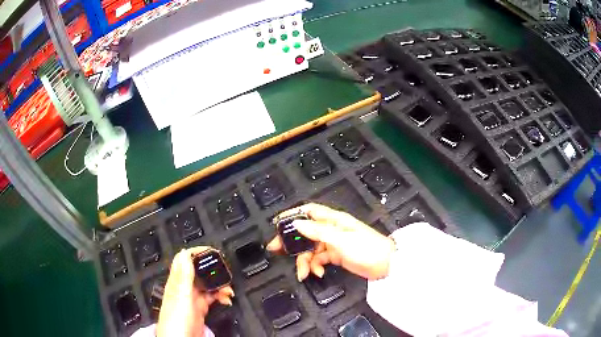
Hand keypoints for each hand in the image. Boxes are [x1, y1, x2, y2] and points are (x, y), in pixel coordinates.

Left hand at [157, 247, 234, 336]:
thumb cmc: (177, 319)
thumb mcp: (181, 296)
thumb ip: (183, 276)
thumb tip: (184, 252)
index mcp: (177, 282)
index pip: (184, 260)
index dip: (197, 253)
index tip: (212, 251)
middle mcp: (184, 288)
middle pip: (198, 272)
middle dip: (212, 270)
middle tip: (225, 272)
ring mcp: (192, 299)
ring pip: (206, 285)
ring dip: (219, 284)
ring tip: (229, 289)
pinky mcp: (200, 309)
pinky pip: (211, 298)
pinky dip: (220, 296)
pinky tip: (226, 299)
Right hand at [267, 203, 395, 280]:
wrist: (386, 265)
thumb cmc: (366, 248)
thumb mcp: (341, 240)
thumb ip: (318, 231)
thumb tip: (297, 223)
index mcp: (333, 220)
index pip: (309, 211)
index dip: (292, 215)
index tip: (277, 224)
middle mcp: (331, 229)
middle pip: (305, 231)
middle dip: (292, 242)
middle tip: (276, 250)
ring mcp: (333, 243)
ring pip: (310, 249)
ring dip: (304, 261)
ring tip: (304, 273)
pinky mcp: (336, 255)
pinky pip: (319, 259)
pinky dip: (315, 266)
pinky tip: (317, 274)